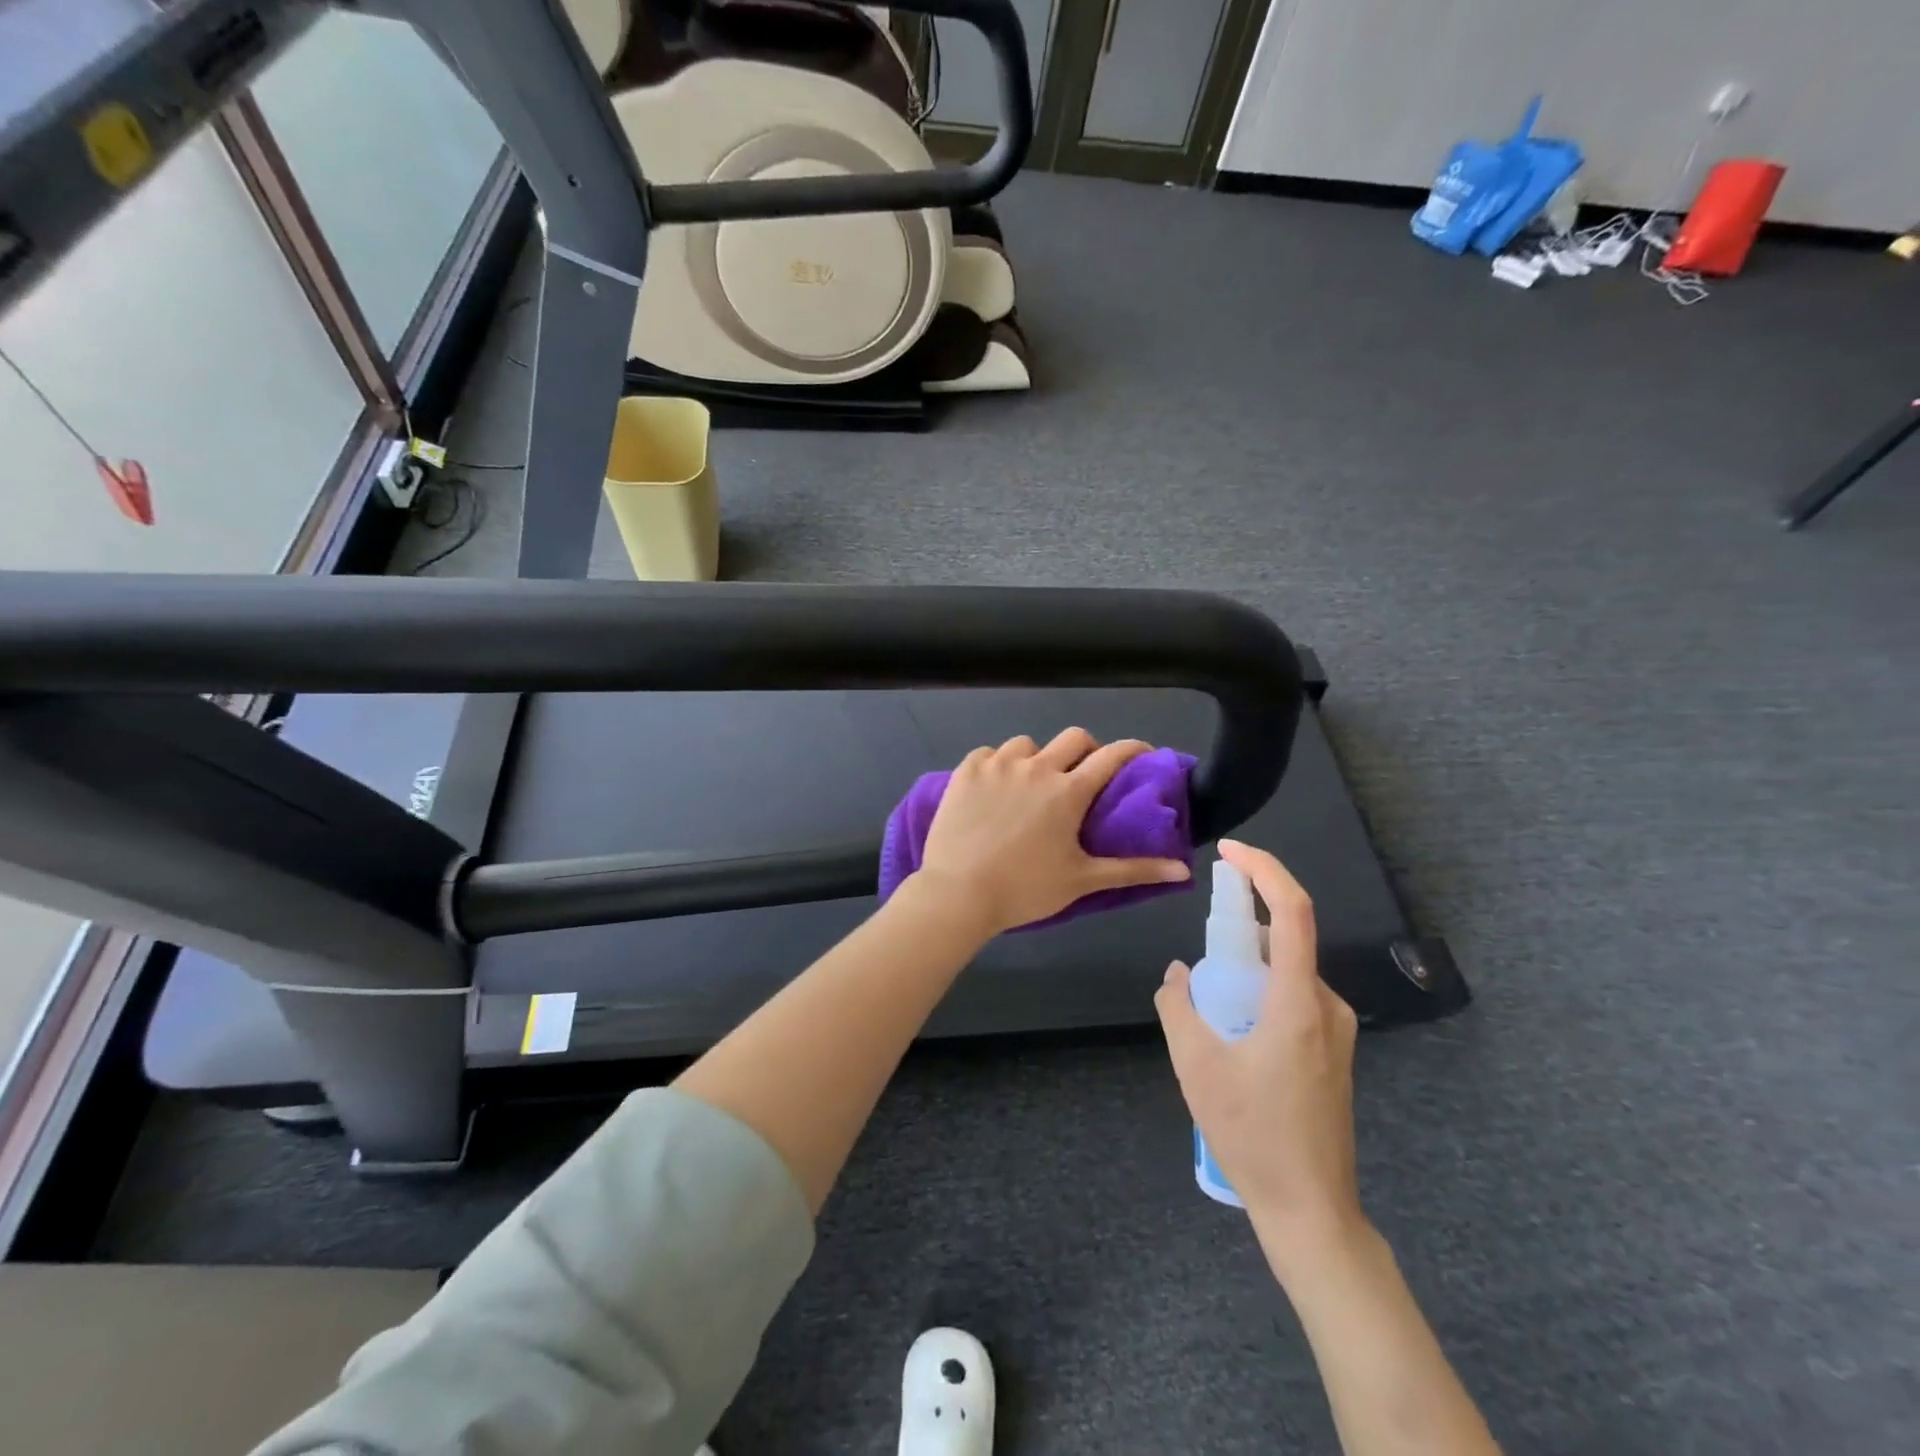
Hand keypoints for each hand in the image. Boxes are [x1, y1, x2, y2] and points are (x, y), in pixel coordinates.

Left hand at [914, 728, 1190, 936]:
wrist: (958, 892)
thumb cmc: (1025, 889)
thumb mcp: (1082, 880)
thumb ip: (1134, 870)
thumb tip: (1184, 870)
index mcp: (1069, 791)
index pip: (1113, 756)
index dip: (1133, 749)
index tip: (1143, 754)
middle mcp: (1037, 767)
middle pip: (1074, 738)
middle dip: (1086, 750)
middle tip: (1082, 775)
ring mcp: (999, 765)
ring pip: (1027, 744)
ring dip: (1038, 758)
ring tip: (1031, 784)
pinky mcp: (967, 770)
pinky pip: (989, 753)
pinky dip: (998, 764)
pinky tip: (994, 787)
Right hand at [1155, 840, 1363, 1259]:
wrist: (1311, 1209)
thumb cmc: (1252, 1134)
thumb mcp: (1195, 1065)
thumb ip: (1178, 1006)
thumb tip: (1178, 973)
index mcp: (1299, 1002)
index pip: (1293, 912)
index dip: (1265, 870)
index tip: (1230, 852)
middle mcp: (1327, 1006)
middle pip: (1286, 940)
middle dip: (1241, 929)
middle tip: (1201, 953)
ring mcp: (1336, 1030)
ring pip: (1287, 972)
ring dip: (1247, 968)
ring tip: (1210, 1008)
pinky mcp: (1334, 1051)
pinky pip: (1294, 998)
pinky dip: (1261, 992)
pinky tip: (1233, 1032)